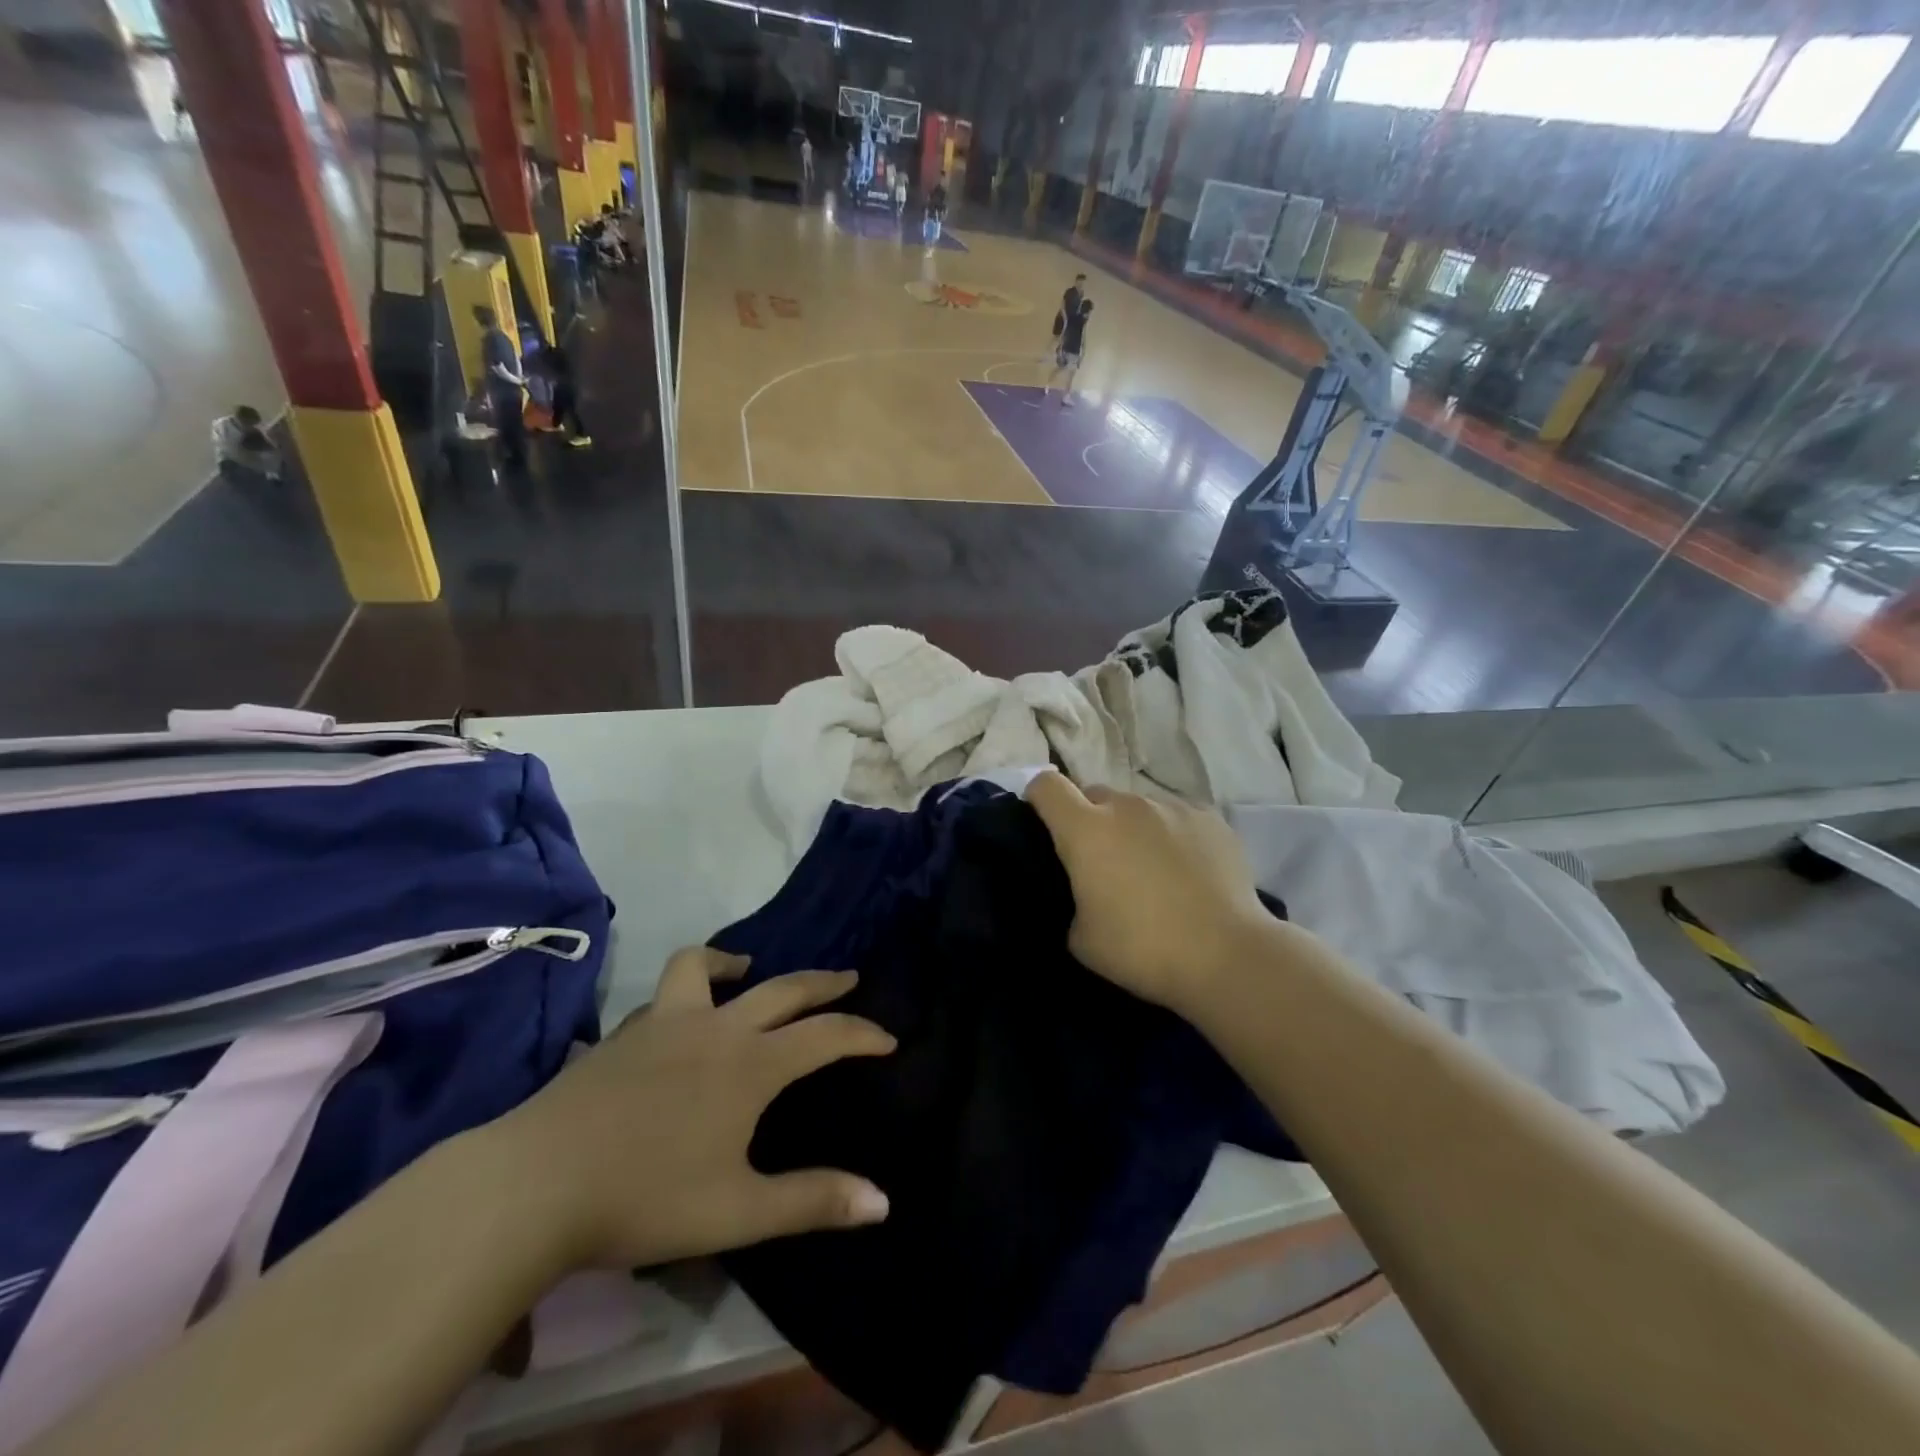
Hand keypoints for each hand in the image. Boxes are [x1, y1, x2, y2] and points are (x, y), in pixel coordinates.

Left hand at [489, 947, 895, 1269]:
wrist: (536, 1183)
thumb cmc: (646, 1197)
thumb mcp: (739, 1211)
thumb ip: (812, 1202)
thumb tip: (882, 1201)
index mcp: (751, 1065)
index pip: (824, 1036)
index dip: (861, 1033)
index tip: (888, 1038)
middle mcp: (716, 1029)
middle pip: (782, 989)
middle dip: (822, 983)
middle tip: (847, 978)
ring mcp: (663, 1023)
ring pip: (703, 968)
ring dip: (733, 962)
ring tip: (746, 968)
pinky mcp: (621, 1035)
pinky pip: (662, 998)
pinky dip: (682, 995)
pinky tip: (676, 1021)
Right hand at [1027, 773, 1271, 1015]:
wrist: (1227, 955)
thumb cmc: (1142, 949)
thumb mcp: (1081, 938)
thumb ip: (1074, 899)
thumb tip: (1087, 890)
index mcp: (1086, 830)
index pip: (1047, 786)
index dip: (1040, 799)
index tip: (1045, 823)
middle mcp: (1127, 806)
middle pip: (1095, 794)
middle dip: (1091, 819)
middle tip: (1103, 861)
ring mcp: (1172, 808)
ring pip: (1139, 807)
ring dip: (1134, 828)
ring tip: (1152, 870)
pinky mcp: (1210, 818)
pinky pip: (1177, 817)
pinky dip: (1173, 836)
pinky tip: (1189, 871)